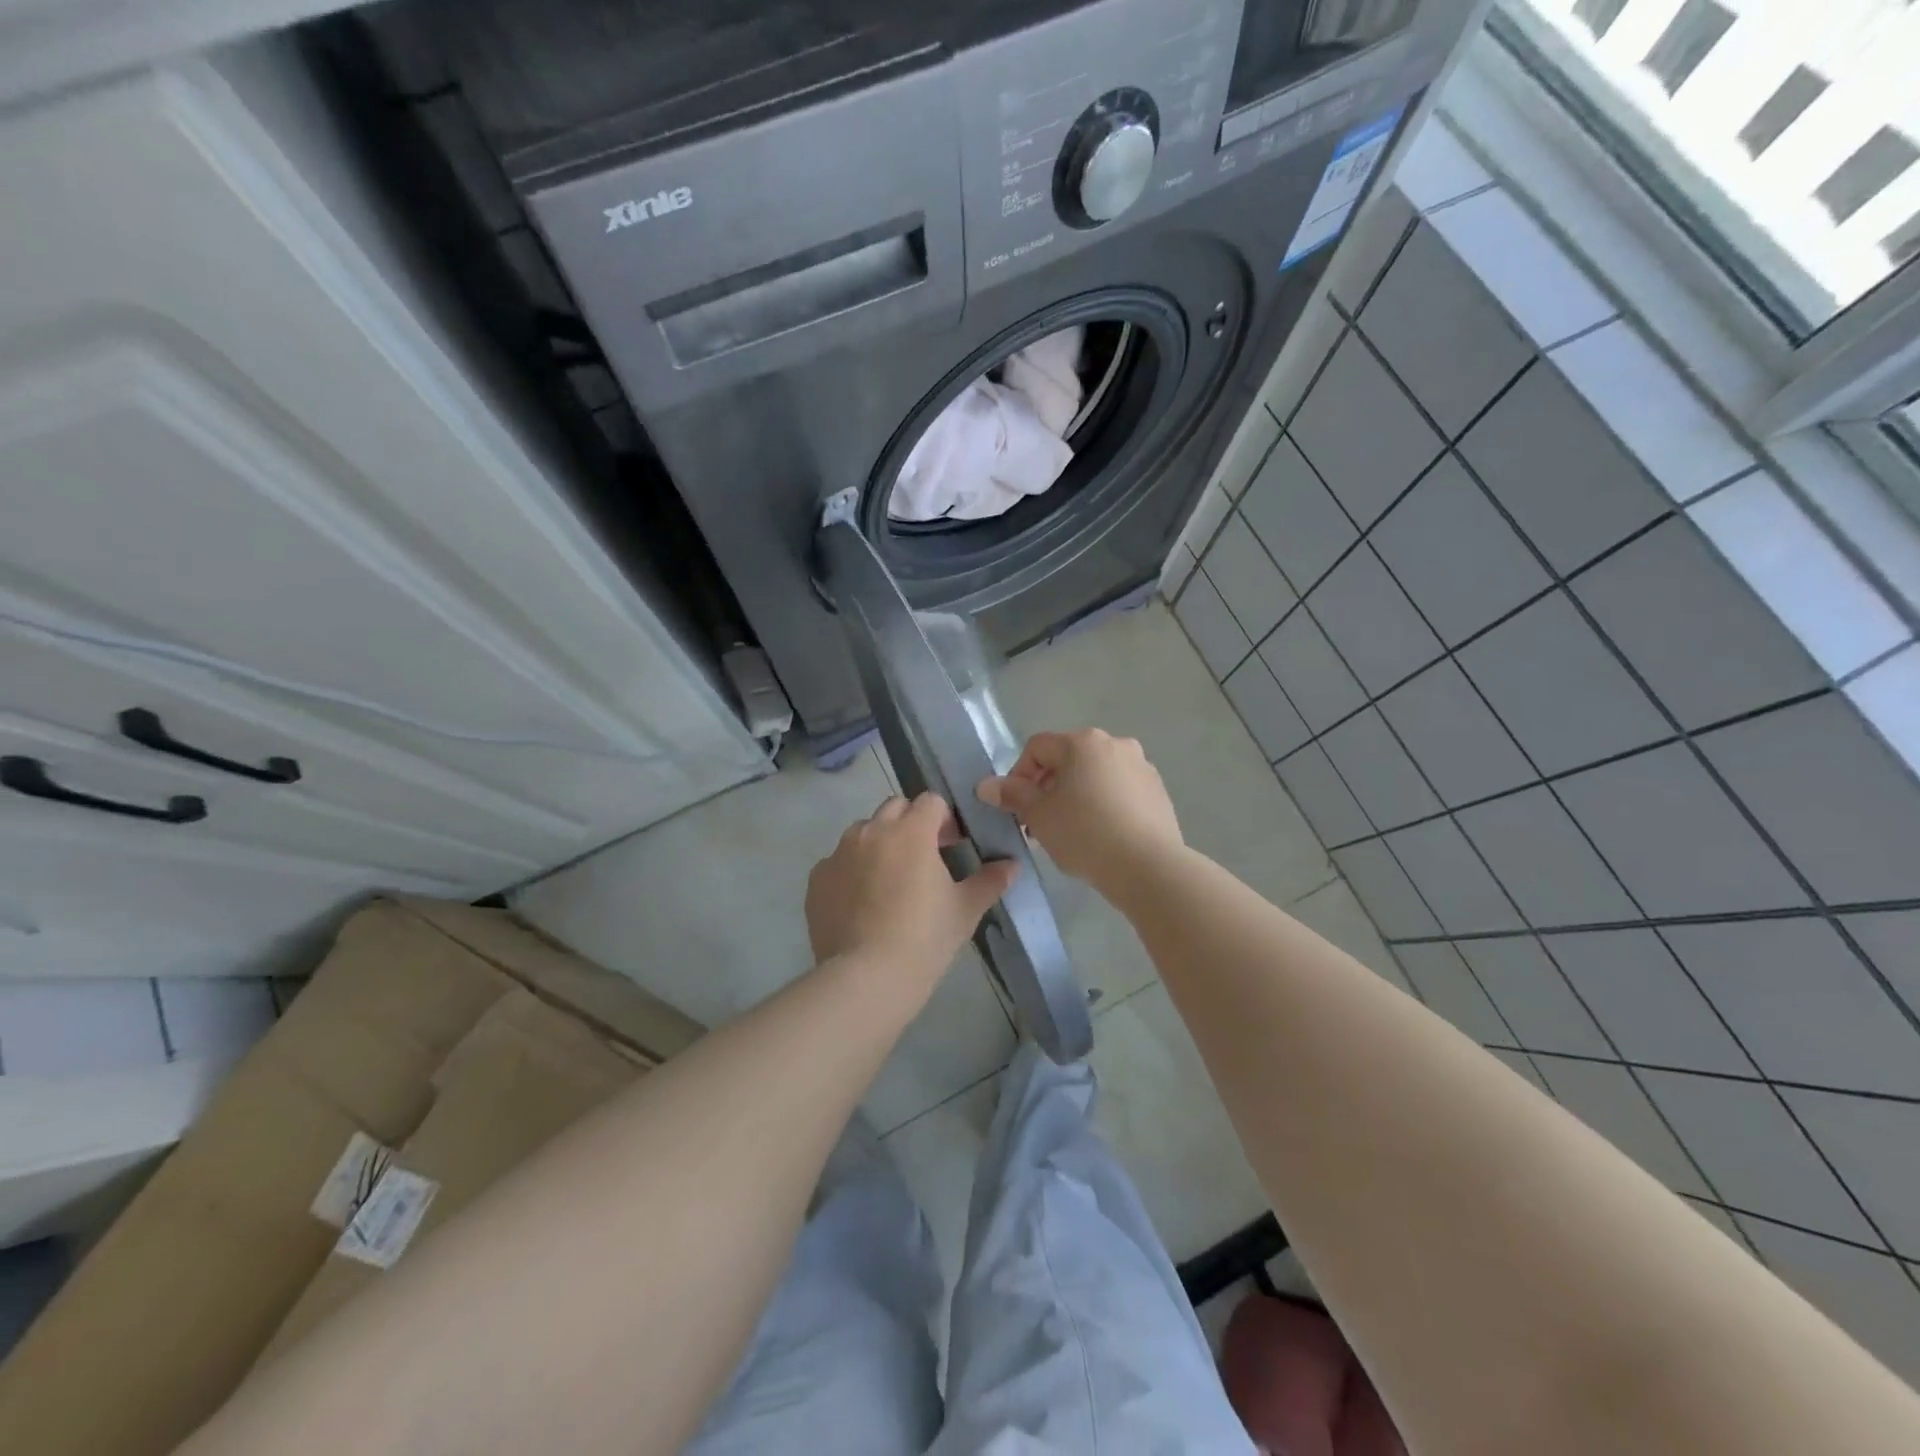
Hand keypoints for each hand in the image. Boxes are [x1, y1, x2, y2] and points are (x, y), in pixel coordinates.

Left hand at [806, 793, 1016, 992]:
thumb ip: (990, 881)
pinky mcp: (817, 879)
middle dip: (911, 823)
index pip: (931, 801)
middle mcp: (871, 831)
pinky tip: (862, 904)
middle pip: (895, 808)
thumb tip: (1012, 865)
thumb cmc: (925, 938)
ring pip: (863, 832)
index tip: (952, 844)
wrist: (866, 979)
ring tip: (890, 882)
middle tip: (924, 858)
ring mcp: (839, 853)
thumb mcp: (965, 910)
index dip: (945, 819)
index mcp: (910, 831)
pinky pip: (838, 862)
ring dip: (880, 843)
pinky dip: (852, 871)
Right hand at [977, 729, 1182, 893]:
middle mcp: (1115, 744)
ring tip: (1069, 833)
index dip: (1018, 775)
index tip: (1017, 808)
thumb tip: (985, 785)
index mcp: (1082, 742)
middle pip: (1067, 760)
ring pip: (1094, 776)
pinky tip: (1100, 836)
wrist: (1148, 867)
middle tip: (1039, 823)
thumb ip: (1012, 795)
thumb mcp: (1039, 815)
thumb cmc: (1084, 834)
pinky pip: (1119, 791)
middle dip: (1047, 788)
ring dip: (1075, 796)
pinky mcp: (1157, 792)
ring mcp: (1141, 766)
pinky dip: (1103, 805)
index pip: (1037, 748)